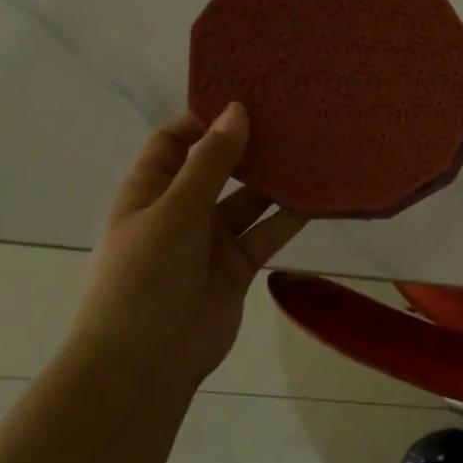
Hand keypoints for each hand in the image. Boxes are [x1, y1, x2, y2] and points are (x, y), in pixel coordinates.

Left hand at [67, 104, 305, 388]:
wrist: (144, 365)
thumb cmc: (144, 277)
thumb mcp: (174, 210)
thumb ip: (210, 162)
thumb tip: (237, 110)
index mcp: (148, 192)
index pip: (173, 141)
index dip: (204, 119)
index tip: (247, 98)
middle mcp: (180, 210)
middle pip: (217, 167)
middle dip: (249, 145)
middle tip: (292, 117)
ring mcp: (211, 240)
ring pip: (249, 199)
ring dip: (275, 180)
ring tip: (313, 149)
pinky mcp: (239, 266)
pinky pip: (268, 231)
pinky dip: (290, 216)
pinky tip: (319, 195)